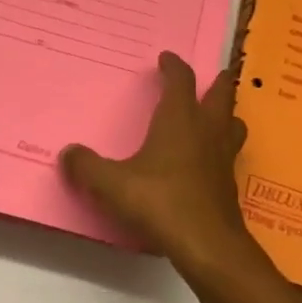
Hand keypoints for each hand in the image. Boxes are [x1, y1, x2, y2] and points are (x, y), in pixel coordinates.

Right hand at [60, 52, 261, 273]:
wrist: (207, 244)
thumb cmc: (160, 201)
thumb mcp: (113, 185)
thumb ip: (88, 167)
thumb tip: (68, 153)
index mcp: (180, 118)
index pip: (181, 80)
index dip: (174, 66)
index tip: (166, 58)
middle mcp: (206, 129)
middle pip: (222, 94)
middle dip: (218, 82)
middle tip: (214, 76)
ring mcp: (223, 156)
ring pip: (233, 123)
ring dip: (227, 114)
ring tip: (217, 116)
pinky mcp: (229, 183)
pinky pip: (230, 153)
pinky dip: (222, 147)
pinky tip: (209, 161)